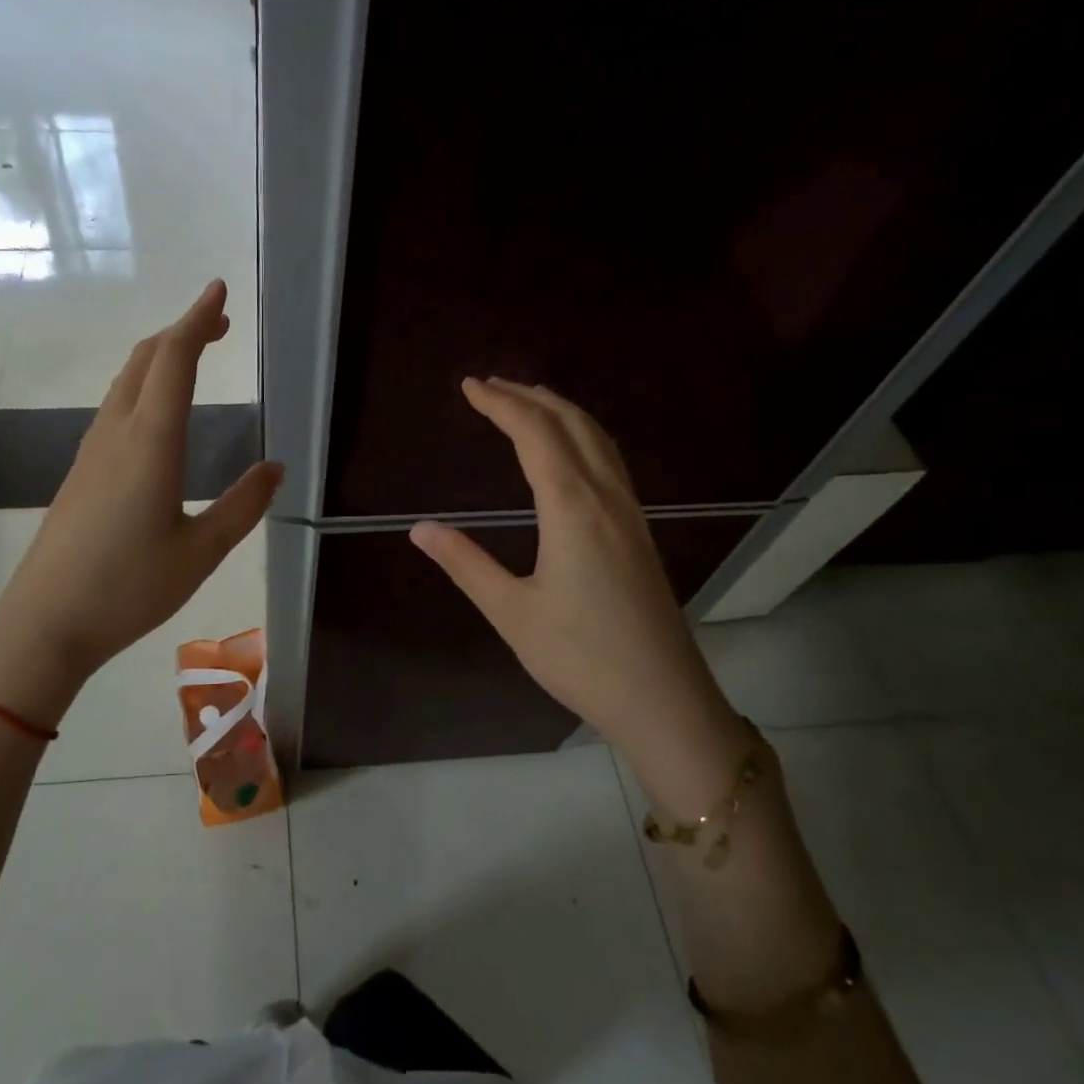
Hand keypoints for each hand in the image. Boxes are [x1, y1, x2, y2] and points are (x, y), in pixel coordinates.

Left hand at [0, 281, 281, 726]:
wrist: (47, 621)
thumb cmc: (130, 587)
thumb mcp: (201, 551)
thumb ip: (242, 506)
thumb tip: (275, 469)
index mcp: (152, 442)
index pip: (175, 360)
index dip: (198, 320)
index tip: (219, 292)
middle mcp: (118, 432)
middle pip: (146, 359)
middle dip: (182, 331)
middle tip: (218, 323)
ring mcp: (93, 450)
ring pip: (127, 381)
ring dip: (161, 357)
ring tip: (194, 357)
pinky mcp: (82, 471)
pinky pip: (115, 407)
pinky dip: (144, 386)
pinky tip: (158, 412)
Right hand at [409, 378, 747, 809]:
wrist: (663, 698)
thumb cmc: (581, 657)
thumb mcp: (511, 612)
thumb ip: (465, 564)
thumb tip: (420, 528)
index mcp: (572, 508)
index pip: (534, 435)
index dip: (501, 404)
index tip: (469, 387)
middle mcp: (606, 497)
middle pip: (572, 424)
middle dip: (530, 397)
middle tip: (491, 385)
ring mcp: (630, 513)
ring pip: (599, 440)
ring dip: (561, 411)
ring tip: (528, 401)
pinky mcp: (639, 532)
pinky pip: (610, 462)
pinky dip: (583, 436)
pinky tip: (571, 452)